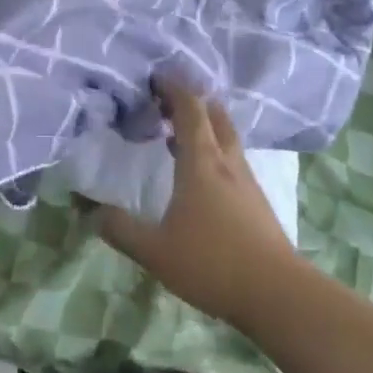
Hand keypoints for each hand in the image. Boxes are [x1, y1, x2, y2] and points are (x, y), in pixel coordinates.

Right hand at [97, 77, 302, 329]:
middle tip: (166, 102)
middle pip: (214, 113)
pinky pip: (233, 159)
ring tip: (178, 134)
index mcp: (201, 160)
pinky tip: (203, 175)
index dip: (173, 88)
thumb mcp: (157, 251)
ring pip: (226, 136)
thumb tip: (94, 213)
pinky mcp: (257, 201)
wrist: (278, 294)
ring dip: (205, 125)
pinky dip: (215, 151)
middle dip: (191, 100)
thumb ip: (123, 230)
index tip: (155, 77)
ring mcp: (246, 180)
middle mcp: (226, 160)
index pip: (189, 107)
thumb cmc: (213, 262)